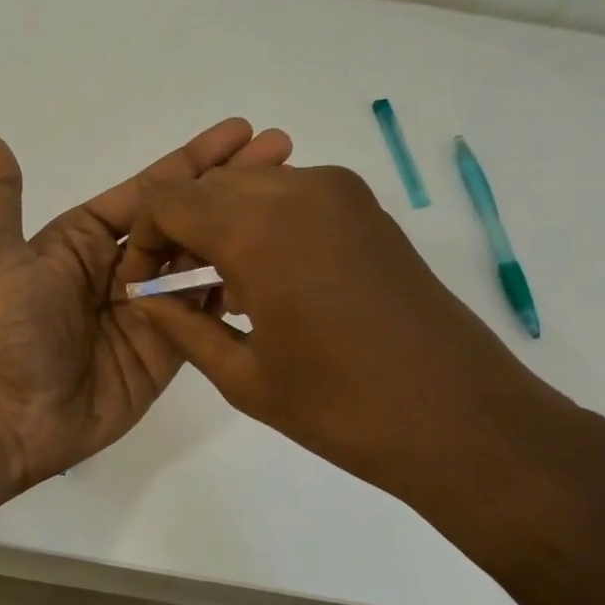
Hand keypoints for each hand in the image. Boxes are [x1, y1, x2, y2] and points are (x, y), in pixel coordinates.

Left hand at [0, 119, 292, 488]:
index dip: (193, 160)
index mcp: (83, 240)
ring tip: (291, 200)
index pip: (148, 191)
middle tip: (284, 151)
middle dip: (229, 185)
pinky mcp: (166, 349)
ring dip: (241, 231)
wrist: (12, 418)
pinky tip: (275, 263)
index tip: (241, 131)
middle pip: (184, 219)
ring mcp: (148, 309)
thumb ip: (2, 200)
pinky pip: (204, 313)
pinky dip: (234, 287)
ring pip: (200, 261)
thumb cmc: (5, 331)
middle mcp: (120, 268)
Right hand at [121, 164, 604, 537]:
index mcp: (257, 228)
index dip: (144, 239)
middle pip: (209, 187)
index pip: (169, 202)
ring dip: (222, 223)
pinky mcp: (368, 210)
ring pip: (251, 186)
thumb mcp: (243, 377)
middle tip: (178, 286)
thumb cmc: (341, 408)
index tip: (146, 283)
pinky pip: (292, 196)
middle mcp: (297, 190)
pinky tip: (268, 279)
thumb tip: (144, 299)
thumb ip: (181, 328)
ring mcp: (340, 194)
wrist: (461, 418)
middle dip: (181, 229)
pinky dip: (263, 223)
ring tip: (222, 287)